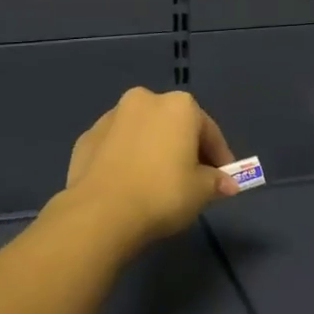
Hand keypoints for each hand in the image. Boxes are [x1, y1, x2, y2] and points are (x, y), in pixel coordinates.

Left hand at [59, 87, 239, 249]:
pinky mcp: (86, 138)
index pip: (209, 131)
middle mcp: (144, 100)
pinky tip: (130, 184)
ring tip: (157, 182)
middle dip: (184, 148)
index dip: (220, 157)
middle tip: (192, 178)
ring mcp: (111, 117)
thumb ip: (216, 182)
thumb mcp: (201, 191)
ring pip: (142, 133)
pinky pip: (117, 147)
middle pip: (174, 126)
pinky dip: (127, 159)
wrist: (100, 213)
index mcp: (178, 106)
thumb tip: (227, 184)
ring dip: (153, 150)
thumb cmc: (162, 193)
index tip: (224, 179)